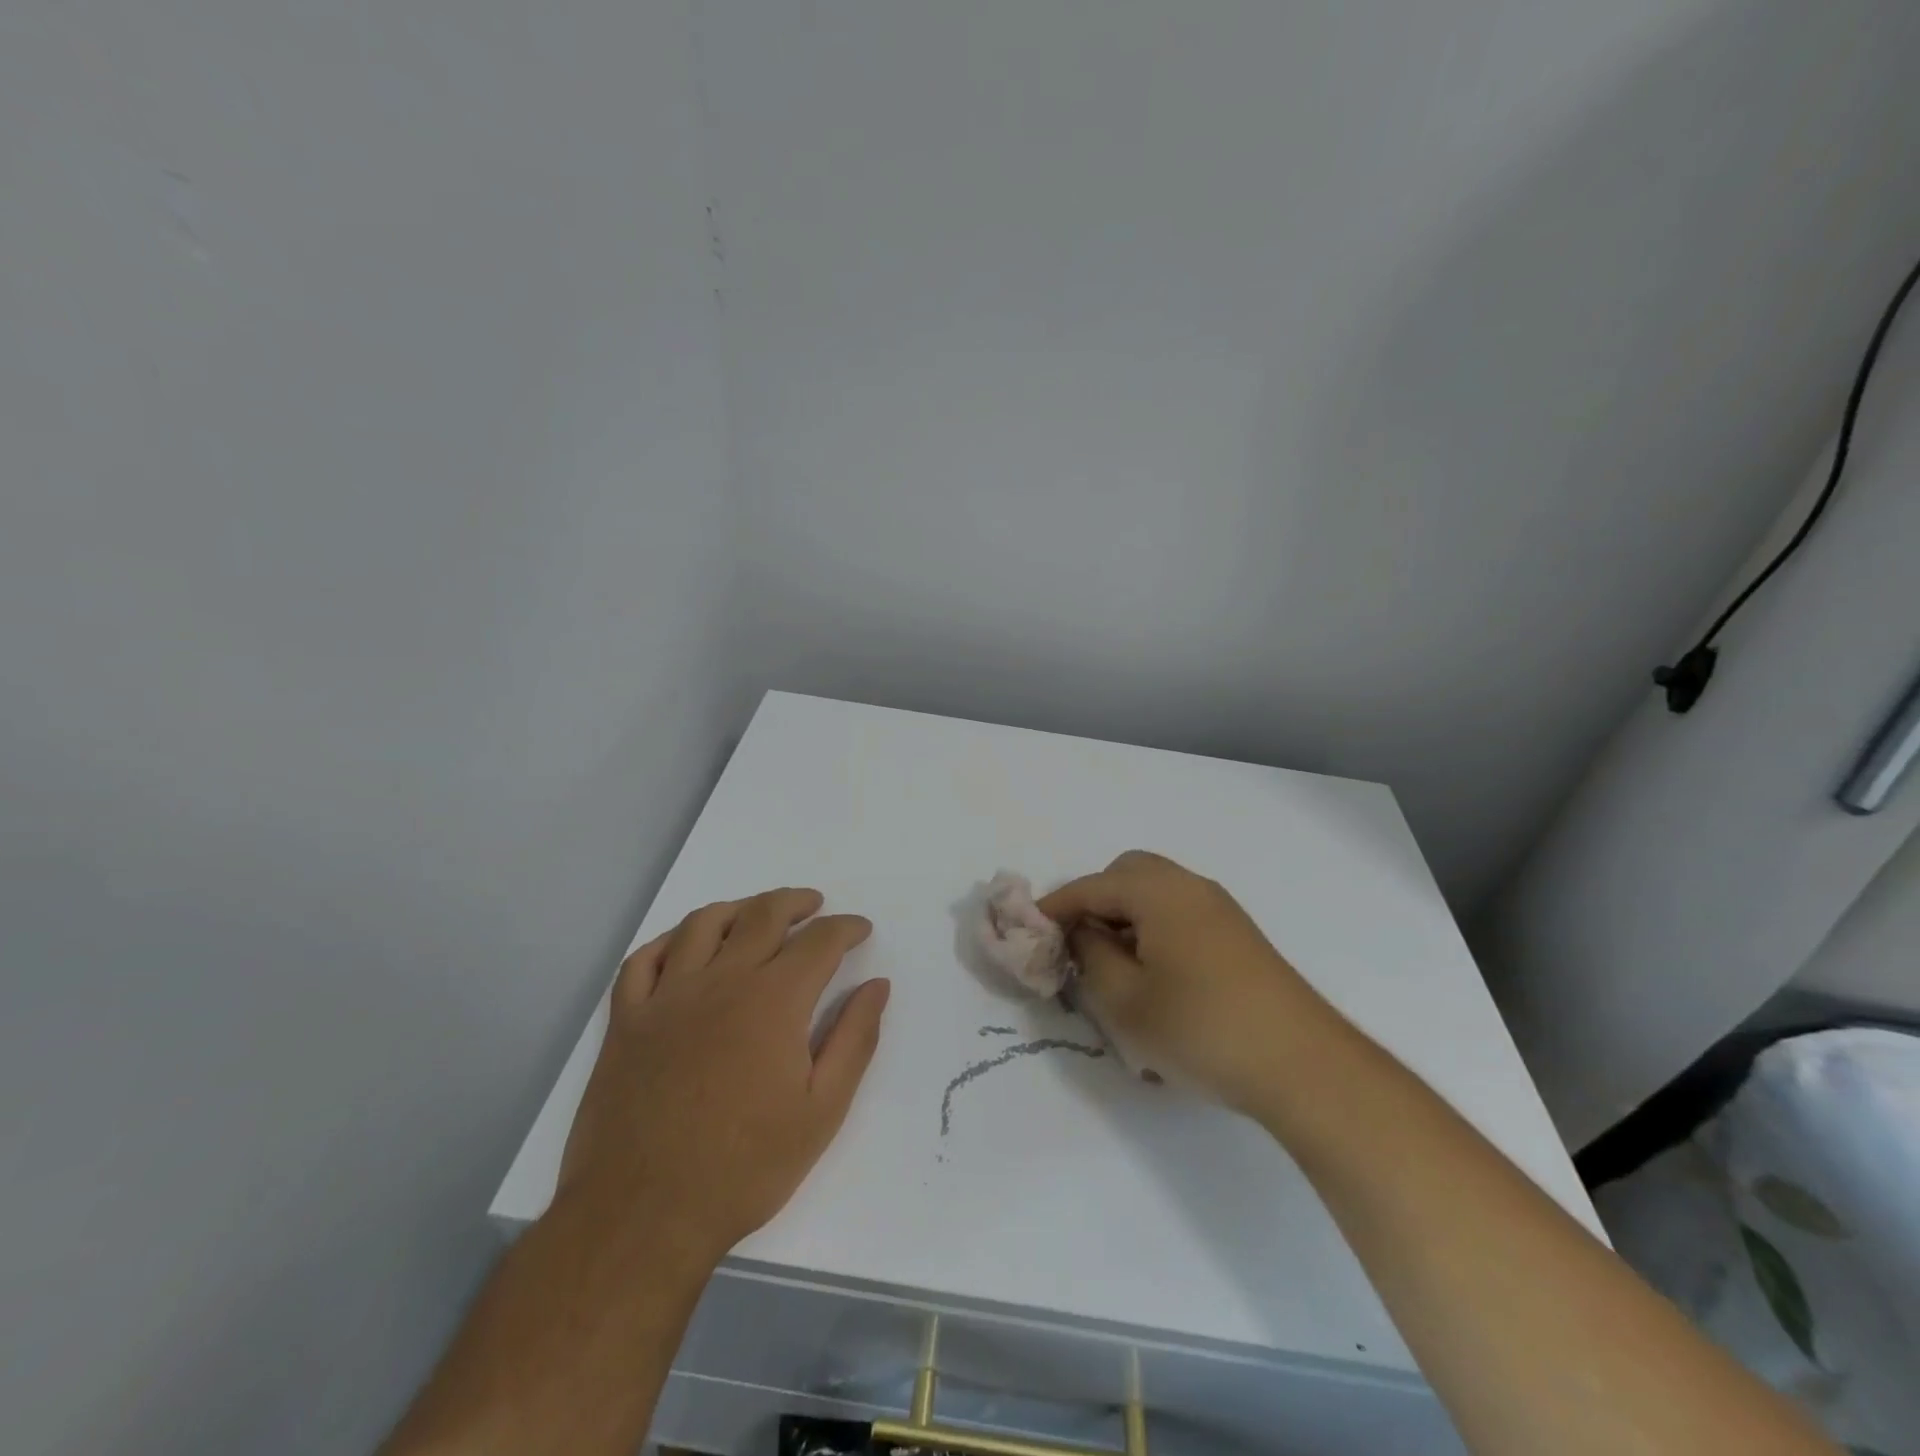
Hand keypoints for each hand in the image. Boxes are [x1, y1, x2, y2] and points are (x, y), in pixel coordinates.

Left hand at [558, 889, 889, 1265]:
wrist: (643, 1216)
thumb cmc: (744, 1167)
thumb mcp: (822, 1111)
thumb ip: (855, 1040)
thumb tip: (877, 987)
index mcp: (774, 1000)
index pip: (820, 941)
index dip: (846, 928)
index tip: (860, 929)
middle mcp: (722, 981)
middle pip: (763, 915)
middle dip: (796, 903)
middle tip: (814, 906)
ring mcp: (668, 996)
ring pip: (704, 923)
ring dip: (738, 908)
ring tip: (756, 914)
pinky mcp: (627, 1020)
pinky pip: (645, 959)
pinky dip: (669, 940)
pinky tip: (686, 946)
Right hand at [1039, 851, 1333, 1111]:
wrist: (1302, 1065)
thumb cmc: (1200, 1028)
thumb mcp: (1125, 1000)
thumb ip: (1090, 955)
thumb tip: (1081, 931)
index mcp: (1157, 891)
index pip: (1089, 886)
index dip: (1053, 908)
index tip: (1027, 932)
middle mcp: (1189, 886)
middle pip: (1126, 875)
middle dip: (1093, 902)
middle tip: (1076, 945)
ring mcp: (1219, 908)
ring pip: (1155, 892)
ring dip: (1125, 916)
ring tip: (1111, 963)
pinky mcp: (1238, 935)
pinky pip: (1179, 912)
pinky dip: (1153, 927)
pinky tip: (1154, 974)